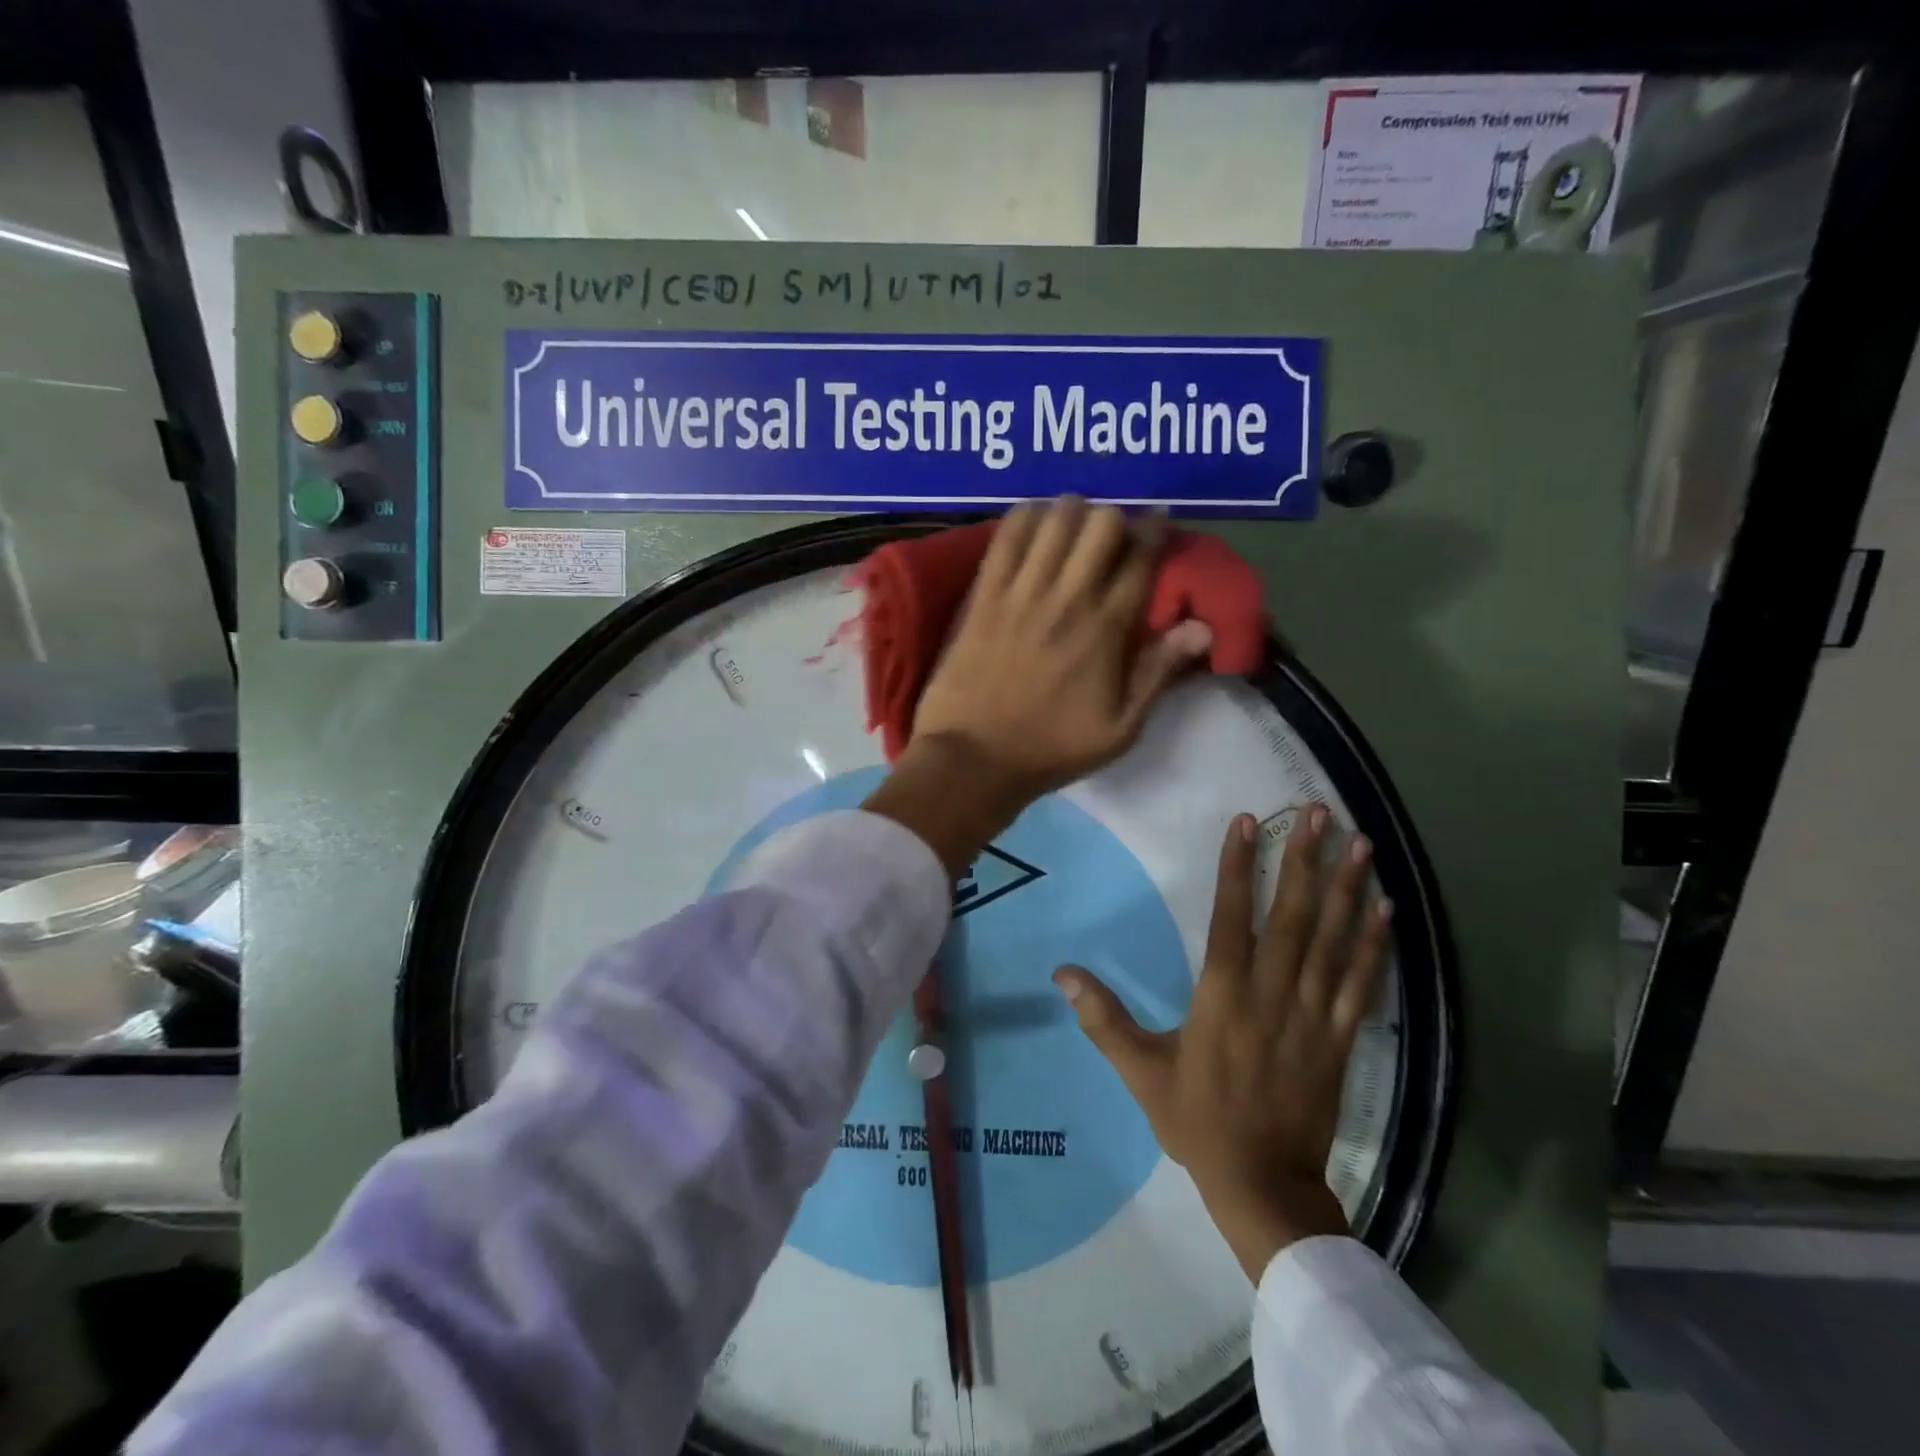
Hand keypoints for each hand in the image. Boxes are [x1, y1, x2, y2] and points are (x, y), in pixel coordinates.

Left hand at [866, 499, 1211, 874]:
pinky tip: (1032, 520)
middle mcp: (1068, 598)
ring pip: (1055, 520)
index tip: (1158, 522)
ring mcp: (1021, 593)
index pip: (1141, 558)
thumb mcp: (1121, 728)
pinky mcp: (983, 595)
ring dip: (1071, 512)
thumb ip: (1159, 672)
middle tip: (1110, 533)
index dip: (1155, 531)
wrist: (974, 759)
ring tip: (1072, 522)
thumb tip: (1202, 626)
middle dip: (1114, 519)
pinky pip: (1006, 536)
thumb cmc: (1051, 748)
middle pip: (1102, 524)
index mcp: (1107, 629)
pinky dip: (1024, 518)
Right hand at [1054, 806, 1393, 1279]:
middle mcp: (1272, 996)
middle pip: (1291, 918)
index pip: (1231, 919)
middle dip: (1303, 860)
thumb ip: (1104, 1020)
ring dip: (1345, 889)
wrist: (1263, 1187)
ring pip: (1332, 941)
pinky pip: (1362, 983)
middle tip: (1315, 813)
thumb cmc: (1197, 1123)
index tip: (1248, 823)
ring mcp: (1313, 1016)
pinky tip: (1386, 909)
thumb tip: (1063, 974)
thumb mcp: (1141, 1072)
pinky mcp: (1341, 1038)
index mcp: (1222, 999)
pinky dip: (1374, 944)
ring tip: (1360, 843)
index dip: (1239, 868)